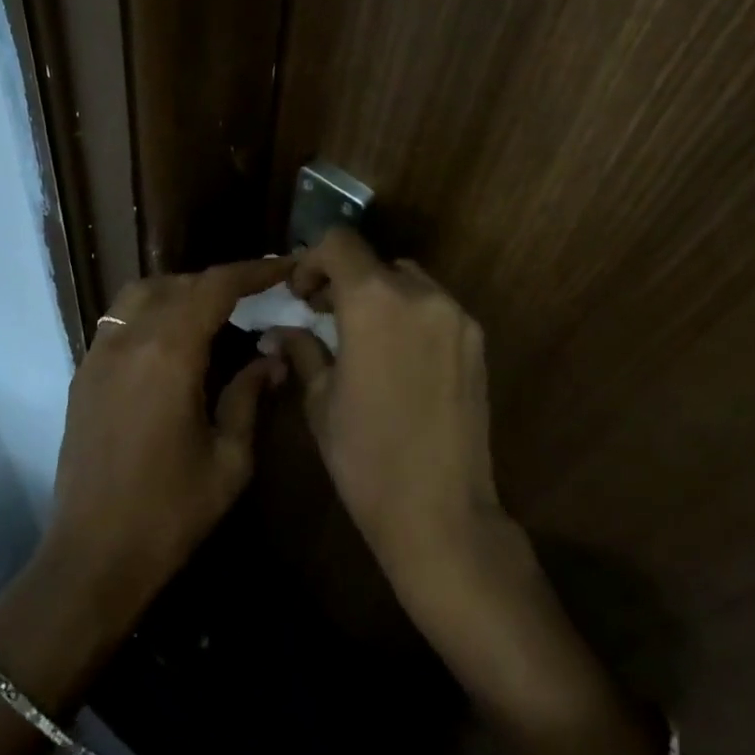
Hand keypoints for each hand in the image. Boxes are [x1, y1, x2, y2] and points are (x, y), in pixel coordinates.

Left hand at [40, 257, 292, 631]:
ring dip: (180, 291)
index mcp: (169, 354)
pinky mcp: (83, 375)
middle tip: (256, 297)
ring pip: (141, 295)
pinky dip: (151, 313)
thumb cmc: (170, 512)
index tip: (284, 267)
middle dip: (220, 282)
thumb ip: (250, 396)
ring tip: (213, 314)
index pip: (215, 287)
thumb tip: (272, 357)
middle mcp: (129, 340)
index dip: (253, 270)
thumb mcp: (229, 458)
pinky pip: (119, 321)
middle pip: (178, 284)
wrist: (93, 557)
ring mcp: (99, 355)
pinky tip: (172, 343)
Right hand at [268, 229, 510, 597]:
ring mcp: (456, 317)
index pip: (340, 243)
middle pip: (375, 262)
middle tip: (322, 315)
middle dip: (344, 279)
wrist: (440, 511)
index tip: (300, 295)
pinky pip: (435, 308)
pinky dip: (409, 314)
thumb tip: (278, 332)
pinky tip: (396, 356)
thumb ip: (302, 351)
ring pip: (408, 281)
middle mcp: (421, 294)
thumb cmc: (365, 456)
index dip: (312, 260)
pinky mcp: (476, 342)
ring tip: (361, 336)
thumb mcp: (321, 400)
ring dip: (379, 294)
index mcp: (374, 301)